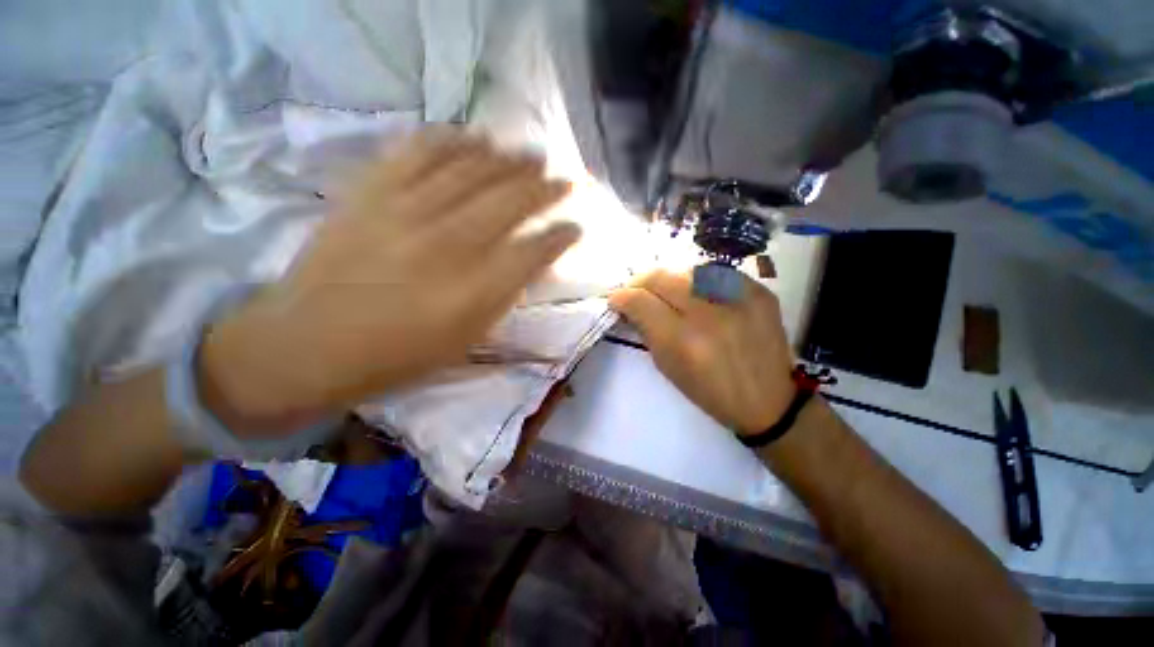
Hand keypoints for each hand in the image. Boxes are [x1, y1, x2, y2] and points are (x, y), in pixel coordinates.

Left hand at [199, 129, 579, 434]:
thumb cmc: (395, 357)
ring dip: (509, 159)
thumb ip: (502, 299)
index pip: (535, 252)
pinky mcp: (370, 193)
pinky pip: (419, 151)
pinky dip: (452, 140)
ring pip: (472, 169)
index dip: (561, 236)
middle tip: (563, 179)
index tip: (576, 227)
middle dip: (545, 188)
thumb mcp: (464, 342)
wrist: (306, 346)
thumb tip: (529, 264)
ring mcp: (405, 212)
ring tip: (530, 154)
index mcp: (473, 293)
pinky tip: (474, 138)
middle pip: (510, 202)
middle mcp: (447, 246)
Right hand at [608, 270, 794, 434]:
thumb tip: (629, 305)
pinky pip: (717, 272)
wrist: (767, 400)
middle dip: (641, 281)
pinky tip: (699, 294)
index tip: (616, 299)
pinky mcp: (759, 292)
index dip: (622, 296)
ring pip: (687, 269)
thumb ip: (646, 331)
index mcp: (682, 341)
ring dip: (670, 280)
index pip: (640, 301)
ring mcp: (738, 299)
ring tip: (668, 293)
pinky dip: (700, 281)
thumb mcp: (668, 367)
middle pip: (661, 277)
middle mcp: (709, 314)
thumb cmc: (709, 391)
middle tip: (637, 291)